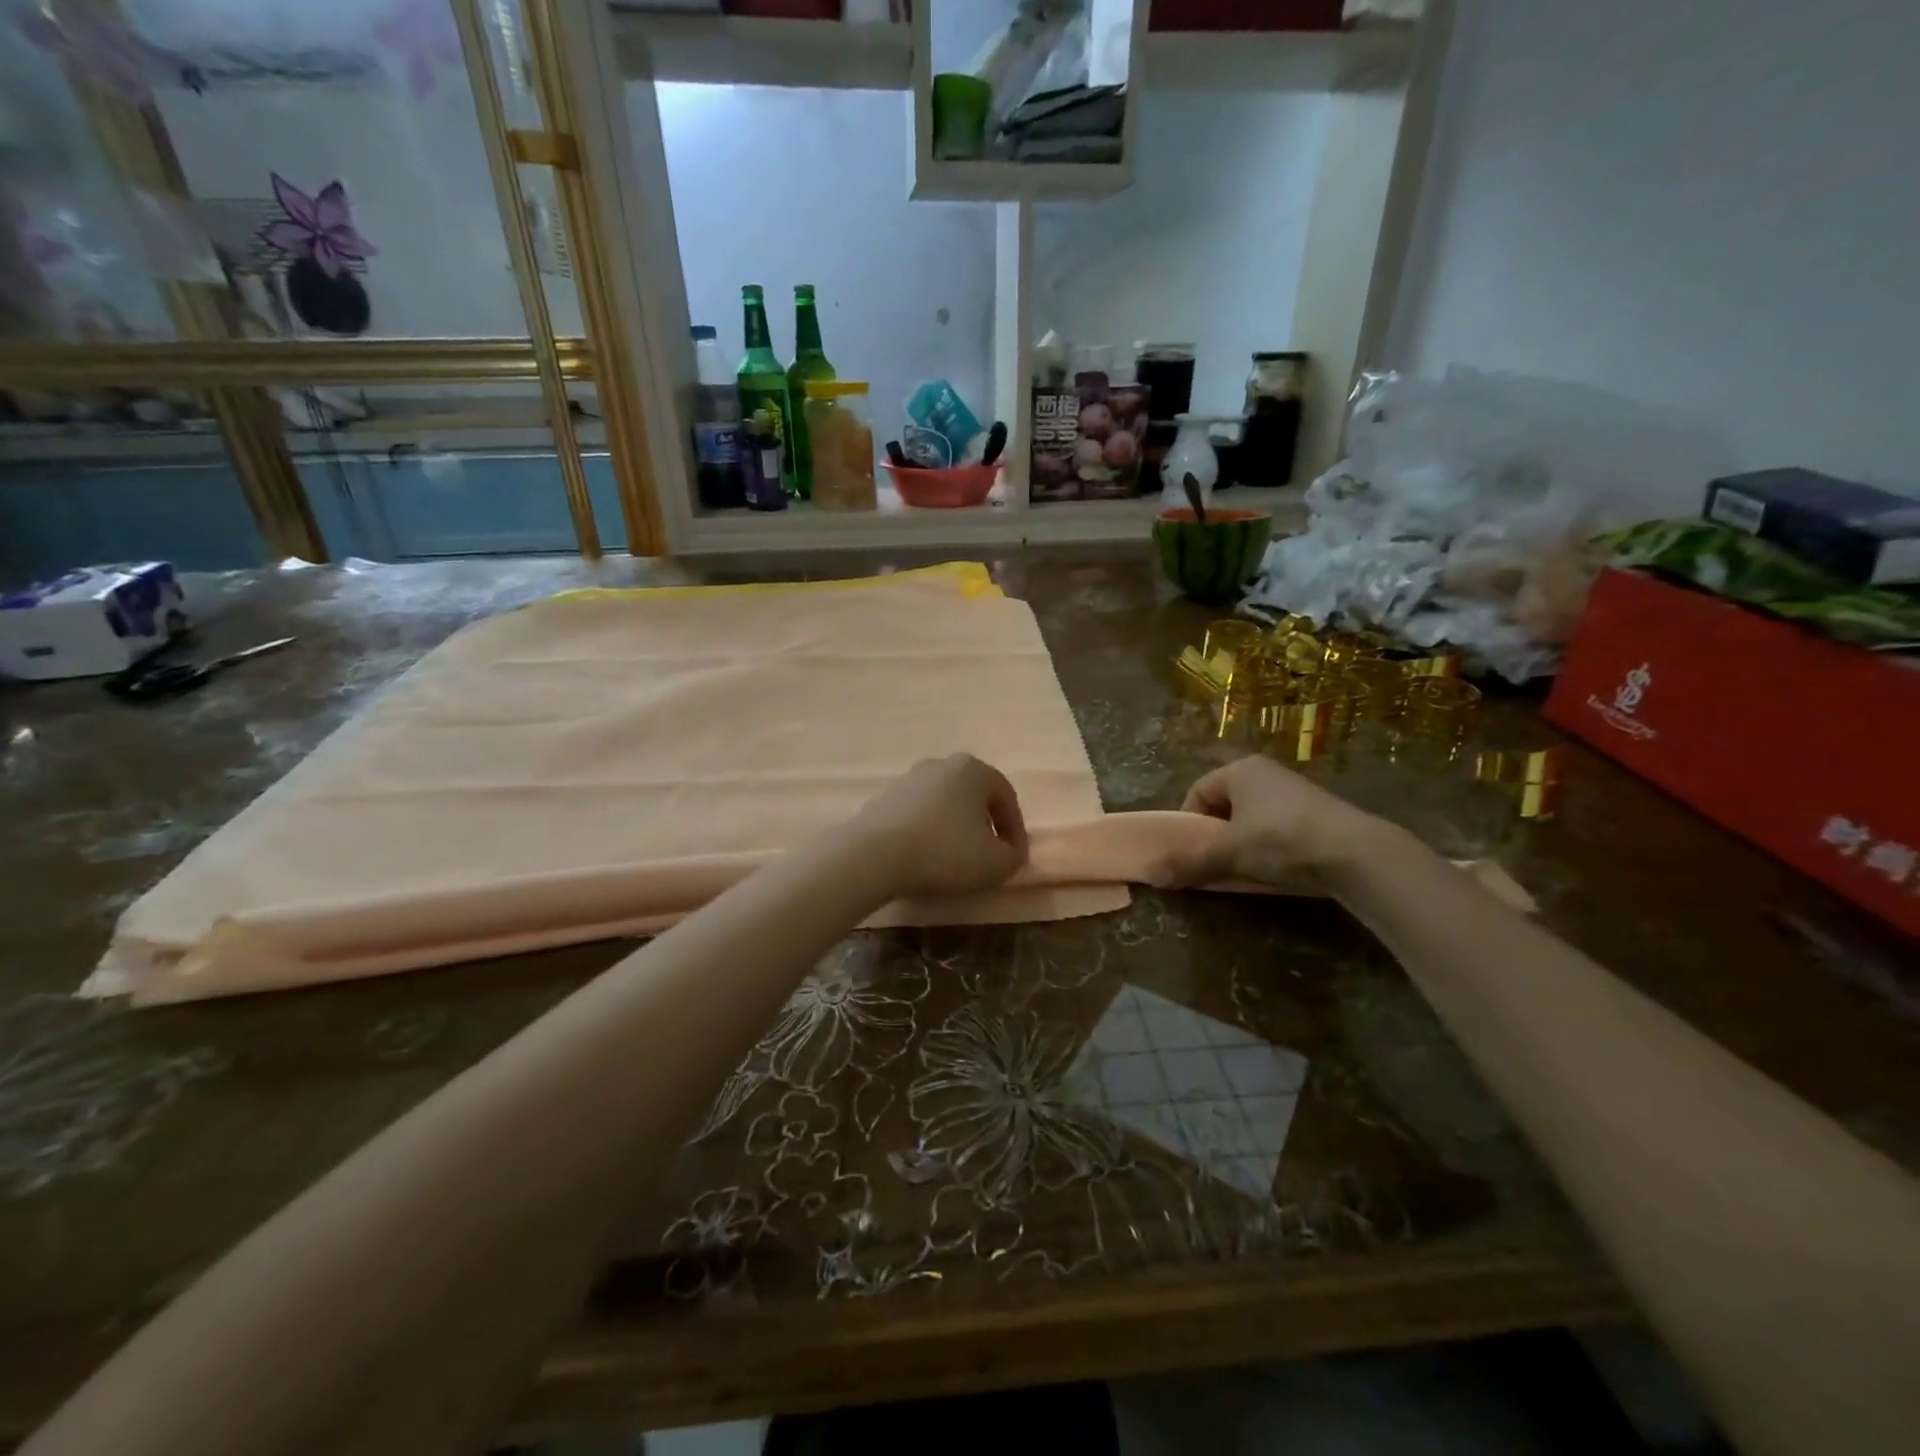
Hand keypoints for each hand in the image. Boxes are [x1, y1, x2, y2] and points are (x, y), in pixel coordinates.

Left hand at [853, 754, 1029, 897]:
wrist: (874, 856)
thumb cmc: (946, 852)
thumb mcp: (997, 863)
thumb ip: (1015, 856)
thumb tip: (1009, 852)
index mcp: (972, 769)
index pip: (1006, 797)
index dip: (1016, 831)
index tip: (1014, 859)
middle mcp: (940, 765)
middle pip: (973, 798)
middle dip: (984, 827)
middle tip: (988, 858)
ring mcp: (907, 780)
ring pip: (944, 806)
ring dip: (954, 831)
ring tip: (954, 863)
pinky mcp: (882, 800)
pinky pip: (917, 817)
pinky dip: (927, 835)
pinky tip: (924, 859)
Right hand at [1160, 756, 1381, 887]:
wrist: (1356, 853)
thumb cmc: (1281, 840)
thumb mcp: (1229, 853)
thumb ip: (1190, 862)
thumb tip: (1152, 875)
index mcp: (1240, 770)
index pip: (1198, 792)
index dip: (1189, 823)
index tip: (1191, 852)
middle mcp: (1266, 773)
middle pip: (1225, 805)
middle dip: (1216, 835)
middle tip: (1215, 863)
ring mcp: (1295, 792)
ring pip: (1252, 818)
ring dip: (1242, 843)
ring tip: (1246, 870)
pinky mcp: (1319, 813)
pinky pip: (1279, 828)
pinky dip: (1270, 847)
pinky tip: (1278, 869)